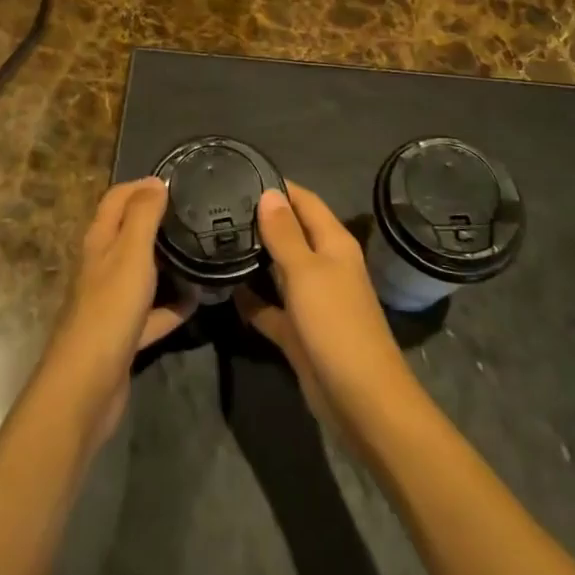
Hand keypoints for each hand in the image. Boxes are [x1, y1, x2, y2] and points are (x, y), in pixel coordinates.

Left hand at [40, 177, 194, 448]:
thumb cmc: (110, 310)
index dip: (141, 186)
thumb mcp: (131, 254)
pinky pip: (153, 312)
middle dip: (158, 220)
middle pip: (129, 233)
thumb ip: (143, 215)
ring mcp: (112, 302)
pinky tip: (198, 301)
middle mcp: (102, 266)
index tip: (176, 182)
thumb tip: (156, 181)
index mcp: (100, 241)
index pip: (116, 199)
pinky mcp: (123, 334)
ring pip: (142, 272)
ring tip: (201, 251)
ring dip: (168, 262)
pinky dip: (173, 305)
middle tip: (196, 214)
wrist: (87, 385)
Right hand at [236, 184, 416, 432]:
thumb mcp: (307, 272)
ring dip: (254, 258)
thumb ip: (285, 234)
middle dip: (259, 220)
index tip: (239, 174)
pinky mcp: (299, 331)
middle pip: (291, 233)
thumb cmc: (336, 324)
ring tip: (214, 240)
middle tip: (216, 207)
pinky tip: (223, 290)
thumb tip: (269, 192)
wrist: (361, 400)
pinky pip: (271, 308)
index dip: (277, 187)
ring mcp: (312, 300)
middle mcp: (324, 265)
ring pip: (279, 269)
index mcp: (333, 244)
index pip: (304, 201)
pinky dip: (252, 300)